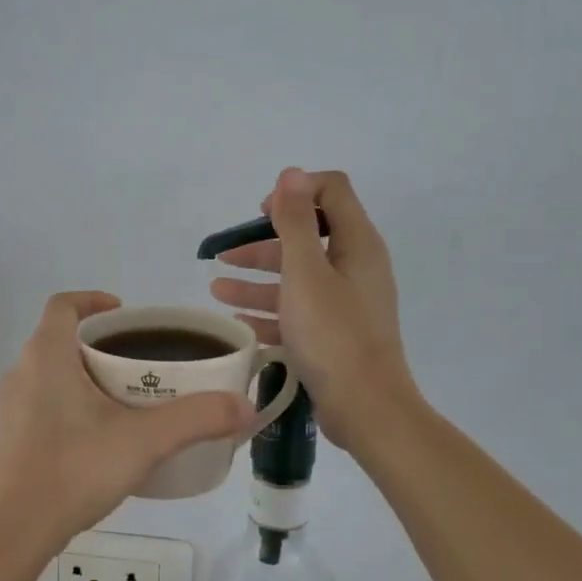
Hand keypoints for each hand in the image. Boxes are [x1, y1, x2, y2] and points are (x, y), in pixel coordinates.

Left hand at [0, 292, 252, 557]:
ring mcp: (9, 406)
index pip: (64, 305)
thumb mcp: (145, 441)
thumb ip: (197, 418)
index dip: (94, 300)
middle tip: (140, 363)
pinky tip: (97, 437)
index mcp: (46, 355)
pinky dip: (69, 404)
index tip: (126, 314)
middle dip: (99, 344)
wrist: (14, 530)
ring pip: (50, 373)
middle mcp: (21, 371)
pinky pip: (41, 403)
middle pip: (60, 339)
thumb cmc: (74, 469)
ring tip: (125, 400)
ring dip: (84, 375)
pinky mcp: (8, 437)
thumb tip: (246, 406)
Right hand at [209, 168, 414, 448]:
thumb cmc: (334, 335)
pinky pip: (297, 312)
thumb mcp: (307, 272)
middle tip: (224, 254)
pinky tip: (237, 319)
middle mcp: (356, 267)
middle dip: (263, 242)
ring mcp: (345, 303)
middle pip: (307, 237)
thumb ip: (296, 222)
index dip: (294, 193)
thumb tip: (291, 173)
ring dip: (256, 279)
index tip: (260, 213)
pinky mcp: (334, 334)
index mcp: (357, 244)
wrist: (366, 408)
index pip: (331, 192)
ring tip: (216, 288)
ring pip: (296, 278)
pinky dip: (268, 311)